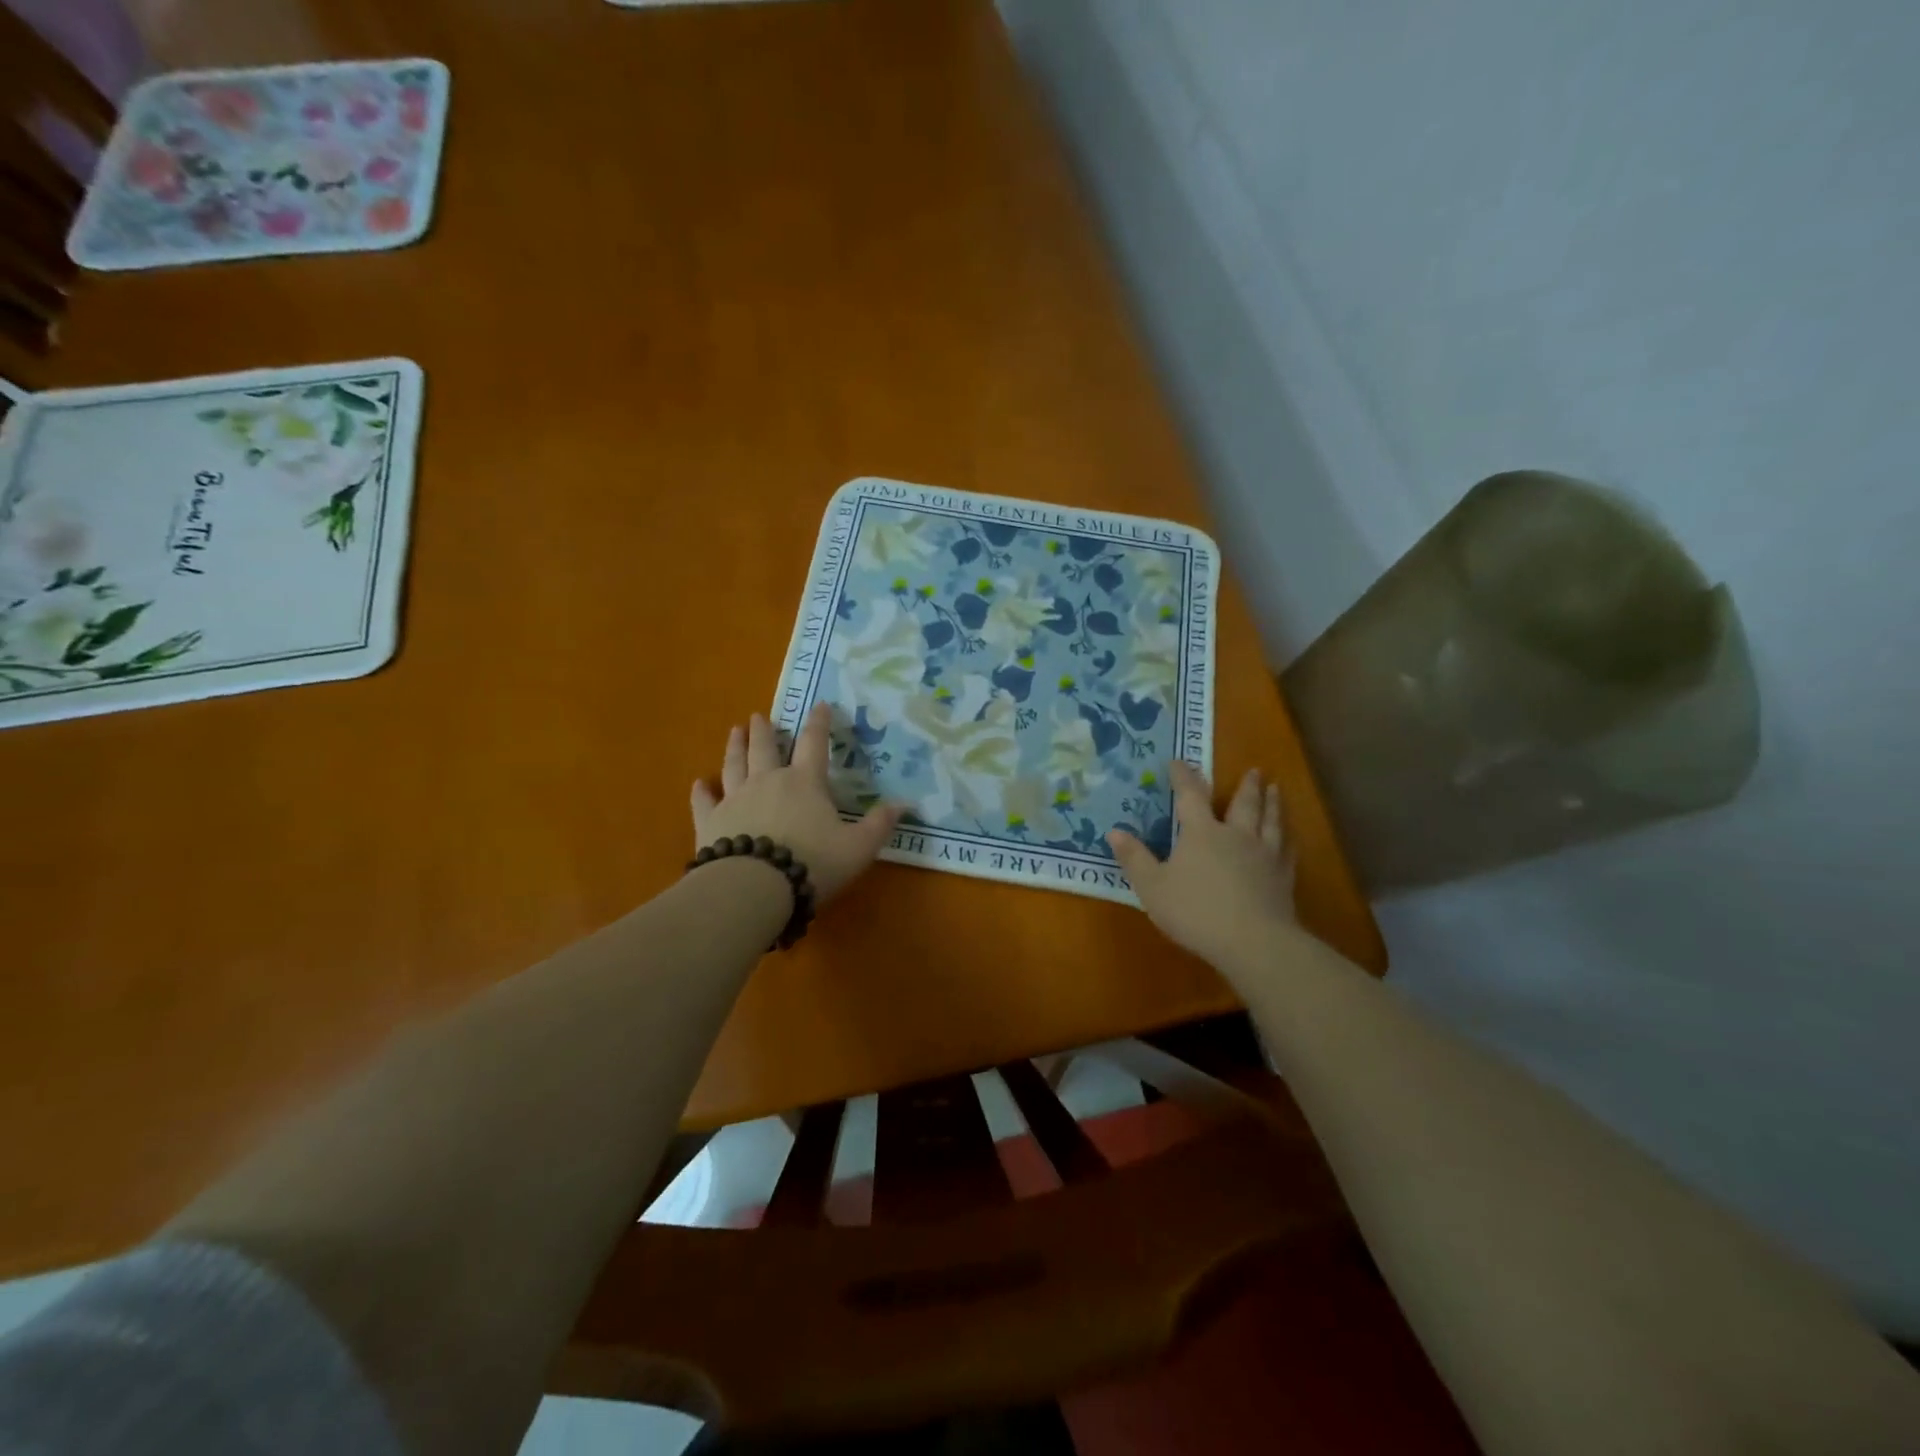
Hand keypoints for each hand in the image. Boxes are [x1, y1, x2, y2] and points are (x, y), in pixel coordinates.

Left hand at [690, 704, 903, 903]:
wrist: (754, 887)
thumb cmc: (812, 863)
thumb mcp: (858, 848)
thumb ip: (879, 825)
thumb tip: (906, 805)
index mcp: (805, 783)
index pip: (815, 744)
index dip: (819, 723)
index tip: (819, 704)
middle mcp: (768, 781)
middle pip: (765, 748)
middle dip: (765, 730)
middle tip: (759, 716)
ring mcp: (735, 799)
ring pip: (734, 765)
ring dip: (735, 747)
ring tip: (735, 731)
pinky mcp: (710, 822)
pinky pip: (705, 801)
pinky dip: (702, 791)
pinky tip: (700, 783)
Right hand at [1108, 762, 1296, 970]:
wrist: (1253, 942)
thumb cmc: (1195, 911)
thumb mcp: (1152, 887)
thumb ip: (1134, 858)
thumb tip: (1114, 831)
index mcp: (1202, 833)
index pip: (1190, 796)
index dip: (1183, 777)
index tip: (1179, 761)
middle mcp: (1236, 835)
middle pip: (1244, 803)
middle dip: (1247, 785)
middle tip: (1255, 770)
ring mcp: (1264, 856)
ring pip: (1271, 821)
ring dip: (1273, 803)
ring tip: (1276, 789)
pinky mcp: (1283, 878)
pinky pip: (1287, 850)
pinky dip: (1288, 839)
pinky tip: (1289, 838)